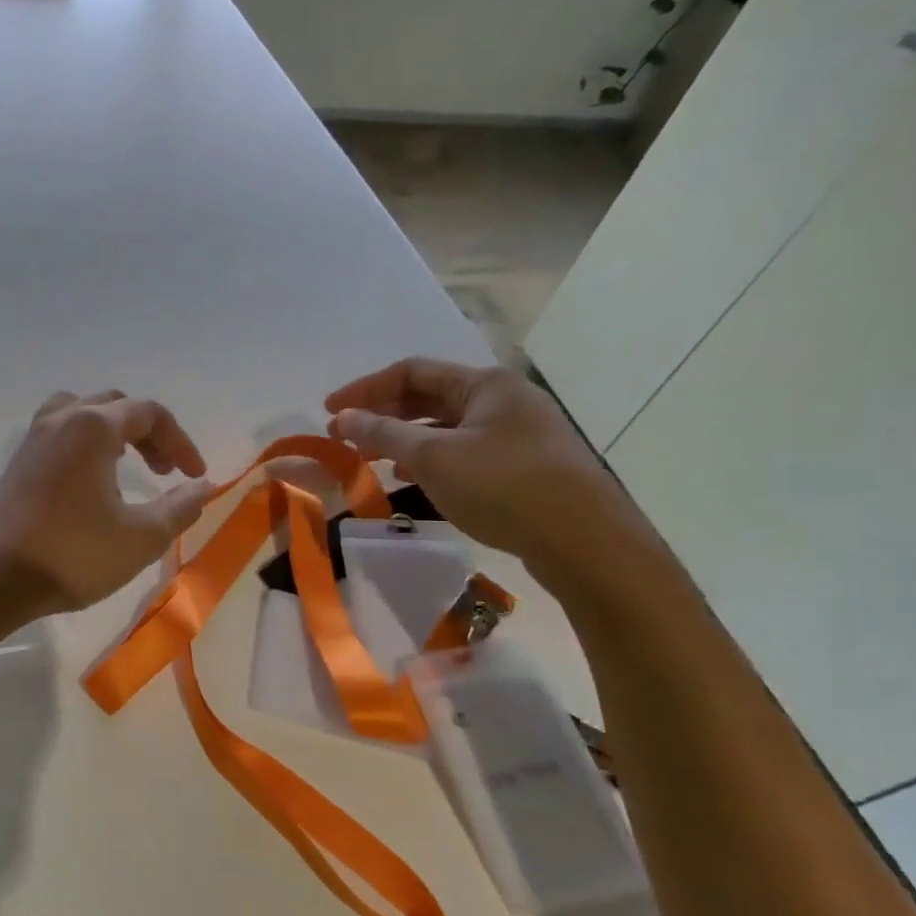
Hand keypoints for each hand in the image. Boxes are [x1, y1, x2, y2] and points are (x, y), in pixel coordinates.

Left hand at [0, 390, 217, 616]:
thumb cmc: (74, 555)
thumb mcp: (141, 537)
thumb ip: (180, 507)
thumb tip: (202, 487)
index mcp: (93, 427)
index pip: (148, 413)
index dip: (180, 441)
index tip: (195, 477)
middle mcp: (60, 421)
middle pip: (113, 406)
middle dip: (148, 433)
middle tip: (165, 471)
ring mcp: (32, 440)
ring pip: (80, 413)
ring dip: (111, 431)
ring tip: (126, 464)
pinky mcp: (16, 464)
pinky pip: (58, 434)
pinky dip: (83, 444)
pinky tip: (90, 483)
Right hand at [326, 358, 646, 580]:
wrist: (587, 543)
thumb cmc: (504, 487)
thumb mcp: (434, 458)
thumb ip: (383, 434)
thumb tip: (342, 416)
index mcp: (485, 384)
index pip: (411, 372)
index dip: (365, 389)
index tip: (329, 412)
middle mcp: (503, 400)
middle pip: (429, 397)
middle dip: (382, 414)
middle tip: (344, 436)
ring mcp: (518, 433)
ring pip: (446, 426)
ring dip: (403, 438)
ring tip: (371, 459)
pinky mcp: (525, 465)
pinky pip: (463, 450)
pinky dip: (430, 459)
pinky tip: (413, 479)